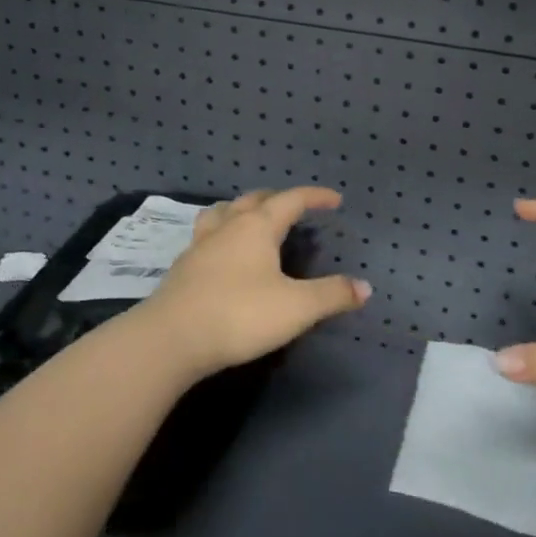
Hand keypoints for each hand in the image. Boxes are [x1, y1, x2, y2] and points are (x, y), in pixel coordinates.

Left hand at [136, 188, 370, 376]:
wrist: (170, 340)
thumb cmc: (239, 315)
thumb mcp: (296, 308)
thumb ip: (332, 295)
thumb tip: (365, 287)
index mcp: (257, 226)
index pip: (291, 199)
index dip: (315, 197)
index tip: (335, 200)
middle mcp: (228, 227)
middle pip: (254, 200)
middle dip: (278, 199)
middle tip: (295, 208)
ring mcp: (200, 246)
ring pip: (222, 213)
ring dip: (242, 210)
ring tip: (252, 220)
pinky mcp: (182, 269)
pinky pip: (206, 237)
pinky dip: (222, 235)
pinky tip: (224, 255)